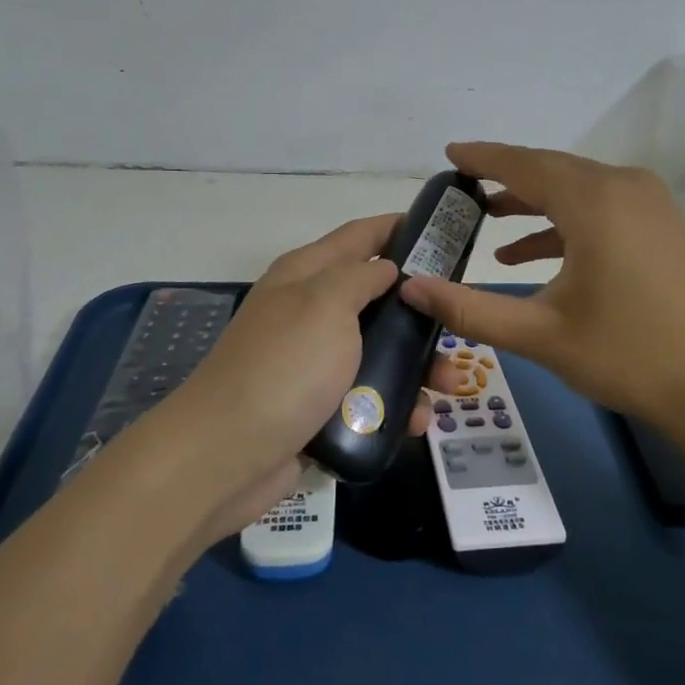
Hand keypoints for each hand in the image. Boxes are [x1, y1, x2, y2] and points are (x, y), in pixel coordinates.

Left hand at [147, 215, 432, 539]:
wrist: (226, 455)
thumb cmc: (284, 366)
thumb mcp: (326, 304)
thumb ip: (362, 277)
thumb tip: (386, 268)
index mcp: (306, 274)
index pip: (359, 236)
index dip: (398, 228)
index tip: (444, 234)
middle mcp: (309, 311)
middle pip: (376, 298)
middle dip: (419, 311)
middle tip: (458, 323)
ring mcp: (312, 362)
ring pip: (377, 351)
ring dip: (415, 365)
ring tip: (449, 384)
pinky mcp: (318, 406)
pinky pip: (367, 396)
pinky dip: (394, 404)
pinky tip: (418, 420)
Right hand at [399, 142, 684, 432]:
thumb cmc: (630, 356)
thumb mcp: (541, 334)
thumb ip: (471, 308)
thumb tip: (411, 289)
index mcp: (594, 201)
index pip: (523, 164)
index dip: (482, 157)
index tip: (449, 153)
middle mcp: (623, 187)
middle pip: (550, 169)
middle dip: (504, 177)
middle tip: (461, 188)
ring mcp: (649, 204)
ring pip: (576, 188)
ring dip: (532, 201)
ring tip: (487, 219)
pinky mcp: (661, 226)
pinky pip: (600, 207)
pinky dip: (563, 223)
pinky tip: (530, 254)